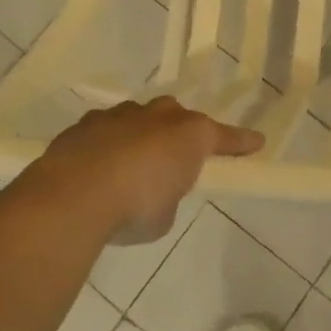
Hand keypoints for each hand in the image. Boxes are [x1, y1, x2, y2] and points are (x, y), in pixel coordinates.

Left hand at [33, 97, 263, 243]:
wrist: (73, 195)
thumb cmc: (134, 207)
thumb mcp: (164, 215)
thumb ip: (166, 197)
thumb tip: (155, 192)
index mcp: (188, 135)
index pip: (223, 137)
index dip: (240, 143)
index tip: (256, 143)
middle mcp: (157, 116)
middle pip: (177, 116)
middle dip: (179, 132)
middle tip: (175, 157)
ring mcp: (118, 115)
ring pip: (138, 118)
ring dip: (140, 137)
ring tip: (131, 165)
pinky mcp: (85, 124)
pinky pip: (105, 130)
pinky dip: (107, 146)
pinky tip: (96, 169)